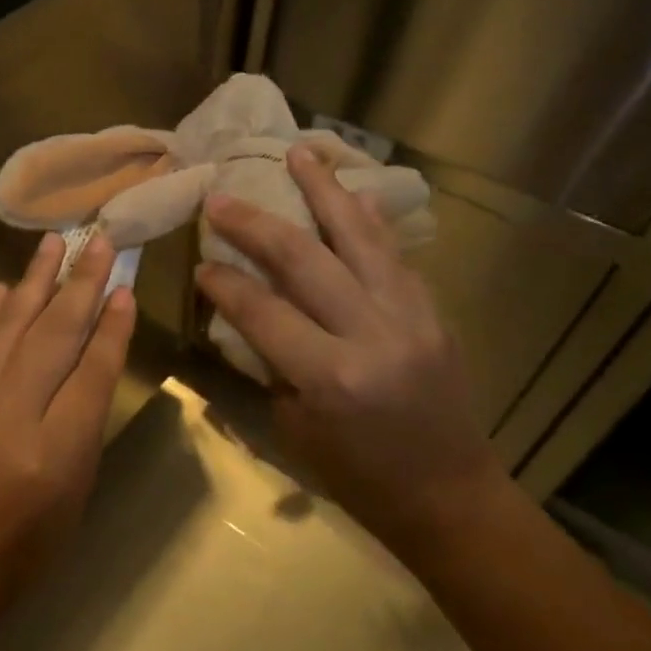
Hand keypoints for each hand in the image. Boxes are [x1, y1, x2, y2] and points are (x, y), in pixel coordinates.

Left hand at [0, 231, 135, 650]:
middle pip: (54, 334)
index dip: (112, 328)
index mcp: (53, 455)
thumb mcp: (66, 512)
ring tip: (55, 242)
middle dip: (81, 283)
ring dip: (36, 280)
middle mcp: (10, 415)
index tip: (125, 289)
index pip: (92, 372)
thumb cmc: (7, 564)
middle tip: (100, 240)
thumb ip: (80, 440)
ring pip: (11, 325)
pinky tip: (5, 289)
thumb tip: (88, 374)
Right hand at [195, 145, 502, 552]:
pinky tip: (351, 193)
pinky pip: (395, 254)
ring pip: (360, 238)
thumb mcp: (295, 425)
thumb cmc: (358, 476)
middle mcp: (372, 335)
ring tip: (299, 154)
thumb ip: (272, 361)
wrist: (450, 496)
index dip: (224, 282)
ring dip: (325, 191)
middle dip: (256, 223)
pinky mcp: (433, 312)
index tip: (200, 261)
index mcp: (330, 376)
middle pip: (305, 260)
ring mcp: (410, 317)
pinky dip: (368, 220)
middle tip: (222, 198)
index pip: (263, 309)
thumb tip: (249, 310)